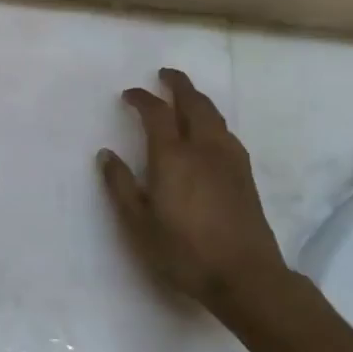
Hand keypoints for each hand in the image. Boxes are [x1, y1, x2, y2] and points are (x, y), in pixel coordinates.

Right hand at [97, 68, 284, 309]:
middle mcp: (203, 148)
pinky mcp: (245, 174)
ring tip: (185, 96)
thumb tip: (106, 154)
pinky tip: (209, 131)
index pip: (156, 114)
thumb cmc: (184, 251)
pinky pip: (226, 132)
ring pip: (214, 115)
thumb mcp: (139, 223)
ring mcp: (229, 160)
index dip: (141, 98)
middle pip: (193, 103)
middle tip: (165, 74)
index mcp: (173, 157)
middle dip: (178, 84)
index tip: (128, 94)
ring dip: (197, 99)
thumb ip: (121, 185)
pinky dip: (212, 119)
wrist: (246, 277)